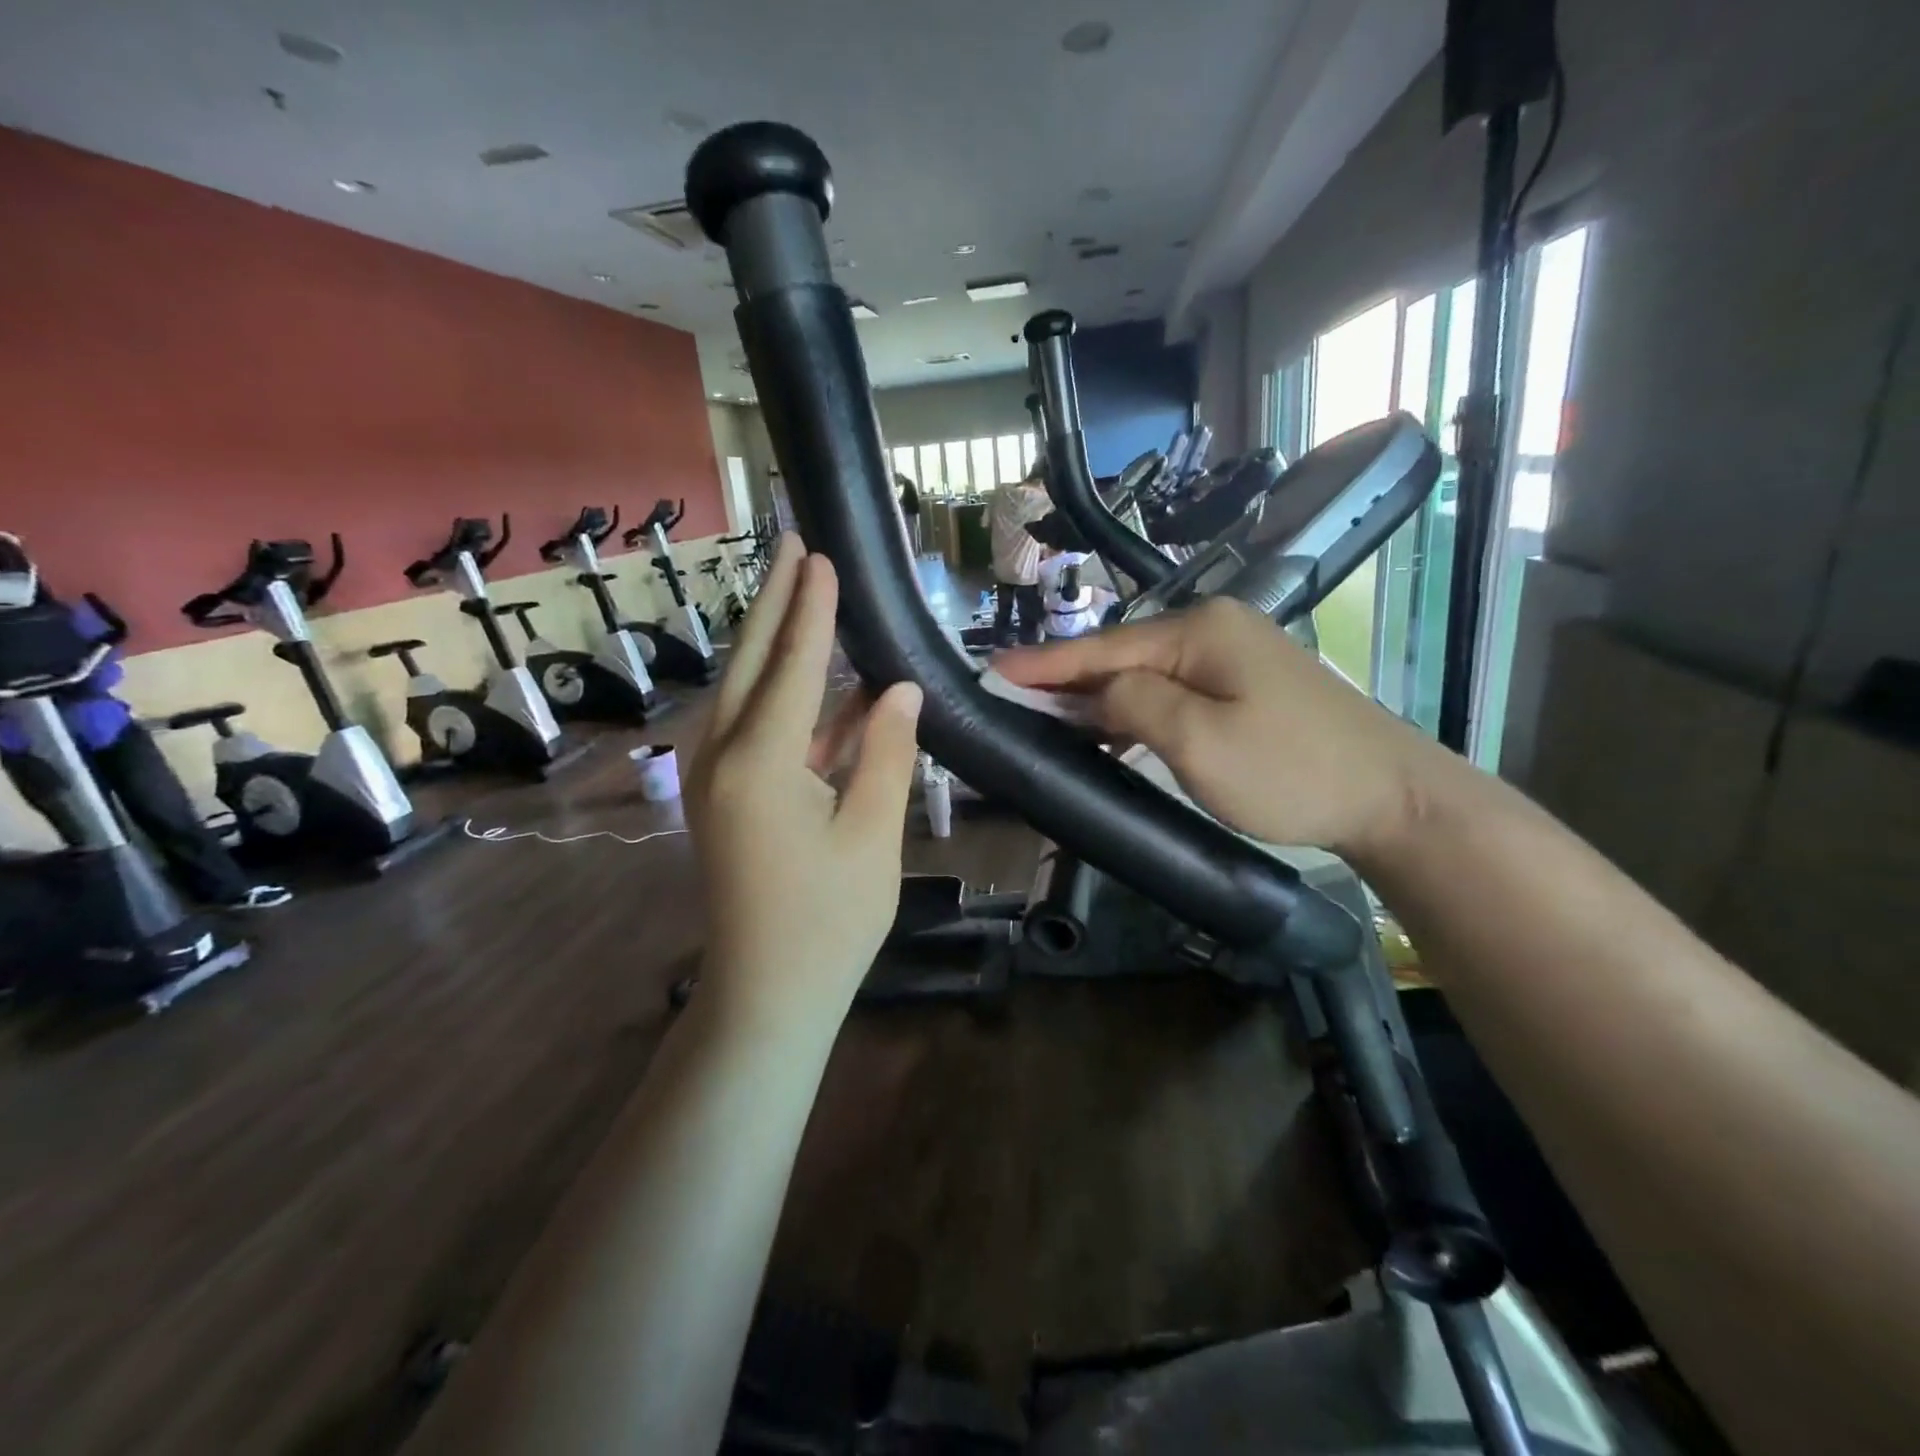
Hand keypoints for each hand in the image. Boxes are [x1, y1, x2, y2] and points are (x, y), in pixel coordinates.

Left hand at [685, 535, 923, 1025]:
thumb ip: (885, 752)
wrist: (767, 994)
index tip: (822, 557)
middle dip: (774, 603)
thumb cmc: (830, 921)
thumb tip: (902, 689)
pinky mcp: (721, 797)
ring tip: (799, 596)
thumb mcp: (873, 833)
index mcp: (760, 763)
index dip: (811, 610)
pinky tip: (815, 683)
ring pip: (744, 691)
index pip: (792, 666)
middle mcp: (721, 757)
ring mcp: (713, 778)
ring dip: (773, 644)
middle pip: (751, 663)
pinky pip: (751, 728)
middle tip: (794, 548)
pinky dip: (782, 698)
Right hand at [993, 596, 1443, 860]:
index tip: (991, 670)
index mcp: (1199, 632)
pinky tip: (1109, 726)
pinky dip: (1134, 708)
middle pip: (1121, 655)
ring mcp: (1233, 653)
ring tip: (1046, 714)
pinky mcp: (1245, 684)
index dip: (1043, 663)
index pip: (1102, 647)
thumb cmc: (1290, 771)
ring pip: (1145, 674)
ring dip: (1098, 696)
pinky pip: (1172, 689)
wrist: (1390, 797)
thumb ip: (1134, 705)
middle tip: (1009, 697)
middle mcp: (1214, 628)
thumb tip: (1094, 691)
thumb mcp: (1199, 742)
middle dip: (1066, 679)